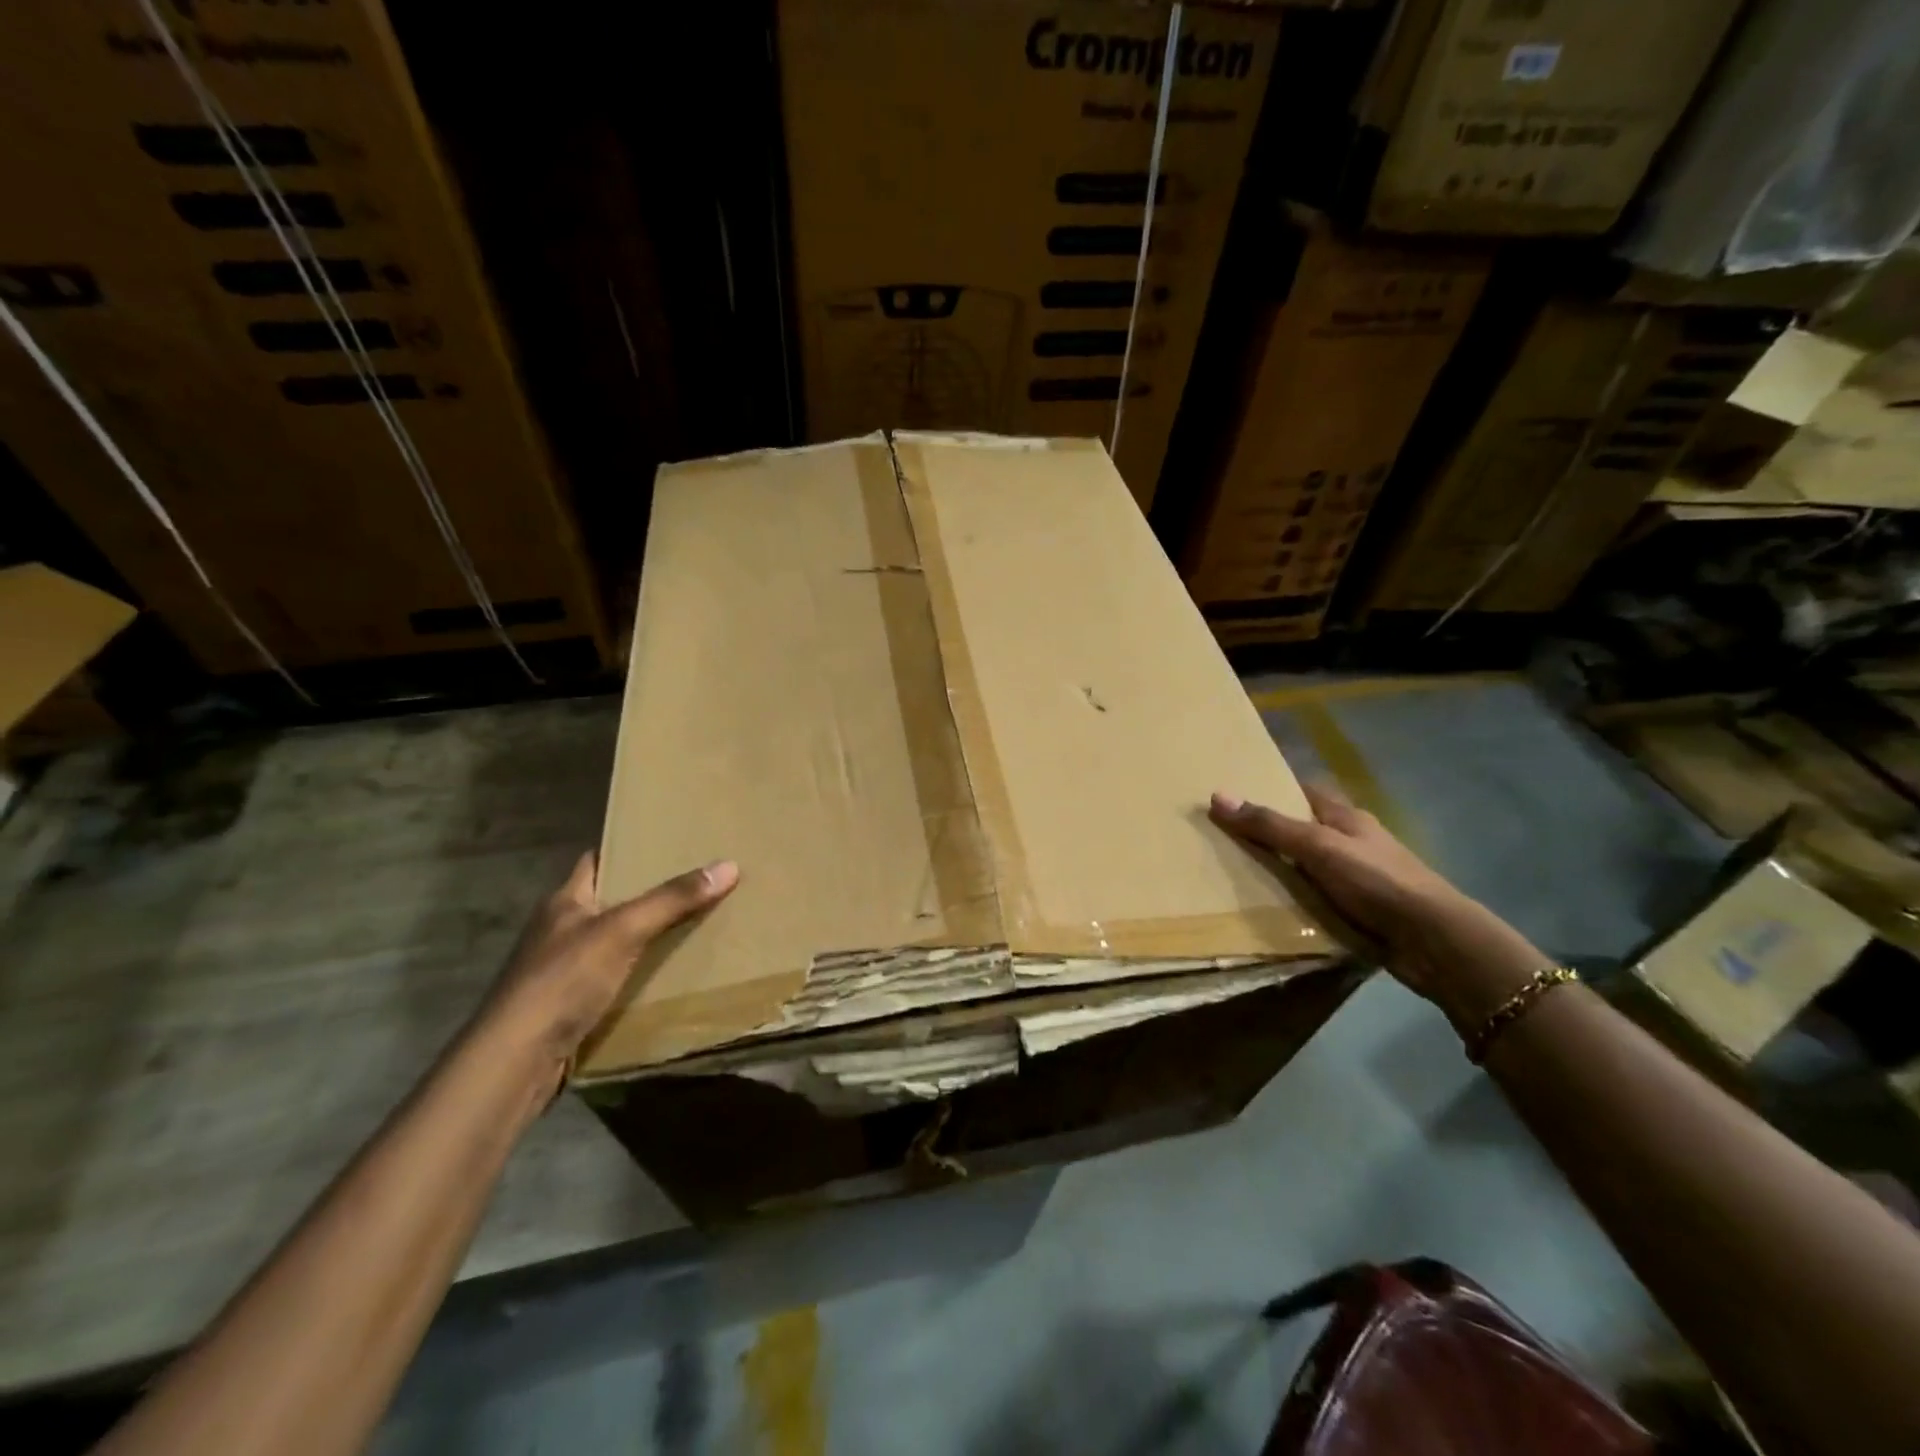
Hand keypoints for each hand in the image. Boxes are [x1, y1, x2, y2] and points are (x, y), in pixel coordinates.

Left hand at [479, 851, 738, 1072]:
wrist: (516, 1061)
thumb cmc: (563, 980)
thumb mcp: (623, 930)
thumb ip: (672, 899)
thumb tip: (729, 865)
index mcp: (564, 901)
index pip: (598, 860)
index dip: (629, 849)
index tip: (670, 842)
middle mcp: (560, 929)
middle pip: (611, 900)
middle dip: (650, 893)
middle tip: (698, 881)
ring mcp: (562, 969)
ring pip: (614, 941)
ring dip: (647, 936)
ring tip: (697, 922)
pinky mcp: (570, 1005)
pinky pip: (614, 977)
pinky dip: (640, 973)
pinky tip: (671, 973)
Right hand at [1210, 784, 1546, 1031]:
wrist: (1434, 941)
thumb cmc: (1377, 881)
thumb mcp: (1318, 847)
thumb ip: (1269, 825)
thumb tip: (1217, 796)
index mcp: (1346, 818)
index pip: (1303, 792)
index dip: (1271, 788)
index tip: (1233, 793)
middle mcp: (1352, 843)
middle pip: (1302, 829)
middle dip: (1267, 832)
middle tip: (1220, 837)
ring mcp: (1357, 879)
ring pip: (1307, 866)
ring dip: (1278, 870)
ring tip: (1231, 874)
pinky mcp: (1358, 911)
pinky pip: (1315, 899)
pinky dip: (1293, 901)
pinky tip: (1266, 909)